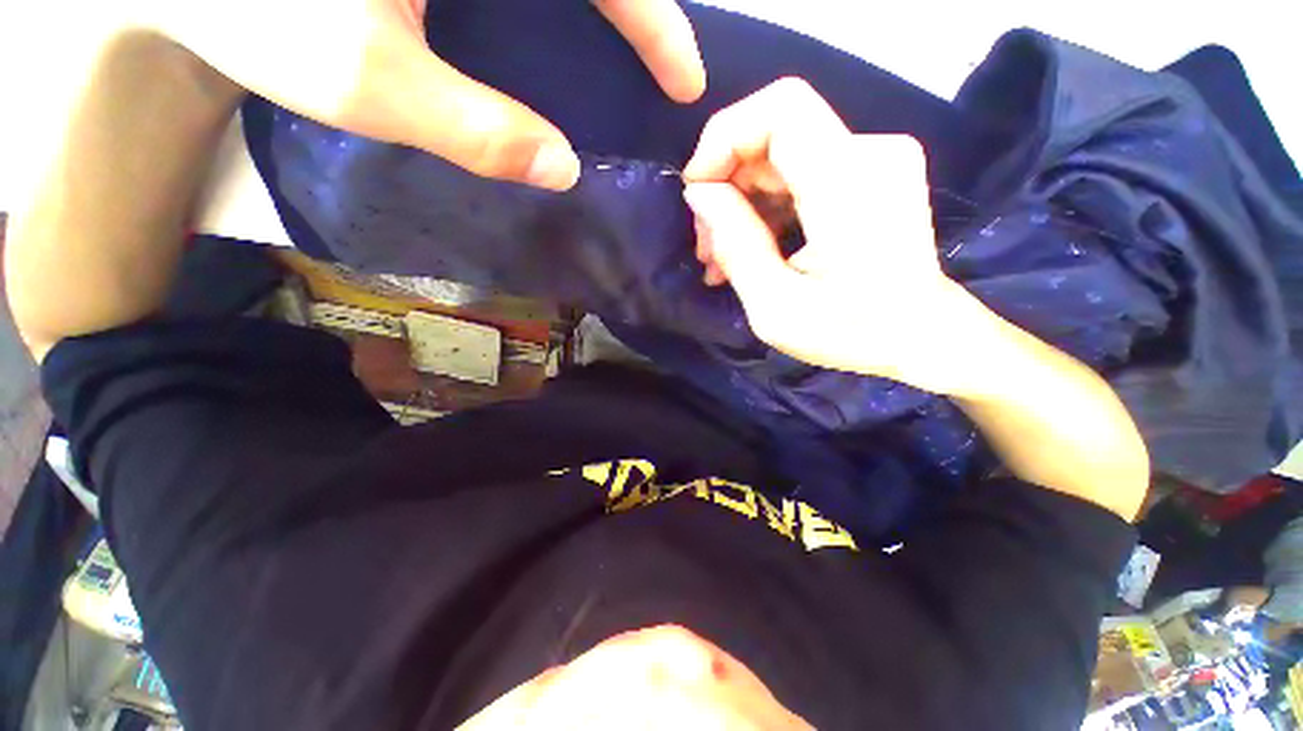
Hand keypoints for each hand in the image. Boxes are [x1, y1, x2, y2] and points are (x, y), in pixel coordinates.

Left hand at [138, 0, 704, 189]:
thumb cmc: (250, 5)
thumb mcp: (366, 79)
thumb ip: (477, 128)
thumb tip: (562, 168)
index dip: (656, 24)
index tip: (685, 81)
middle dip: (636, 7)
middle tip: (662, 62)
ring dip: (599, 5)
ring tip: (622, 44)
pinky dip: (548, 4)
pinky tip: (548, 24)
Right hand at [681, 78, 975, 392]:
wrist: (923, 337)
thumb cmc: (852, 334)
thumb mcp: (776, 307)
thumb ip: (735, 245)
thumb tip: (698, 193)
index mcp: (850, 184)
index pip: (779, 109)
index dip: (724, 137)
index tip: (696, 190)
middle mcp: (870, 154)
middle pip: (773, 135)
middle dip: (726, 186)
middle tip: (706, 246)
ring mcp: (875, 161)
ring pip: (781, 157)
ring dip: (742, 203)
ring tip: (722, 258)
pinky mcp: (870, 174)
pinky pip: (800, 174)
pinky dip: (767, 207)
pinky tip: (752, 248)